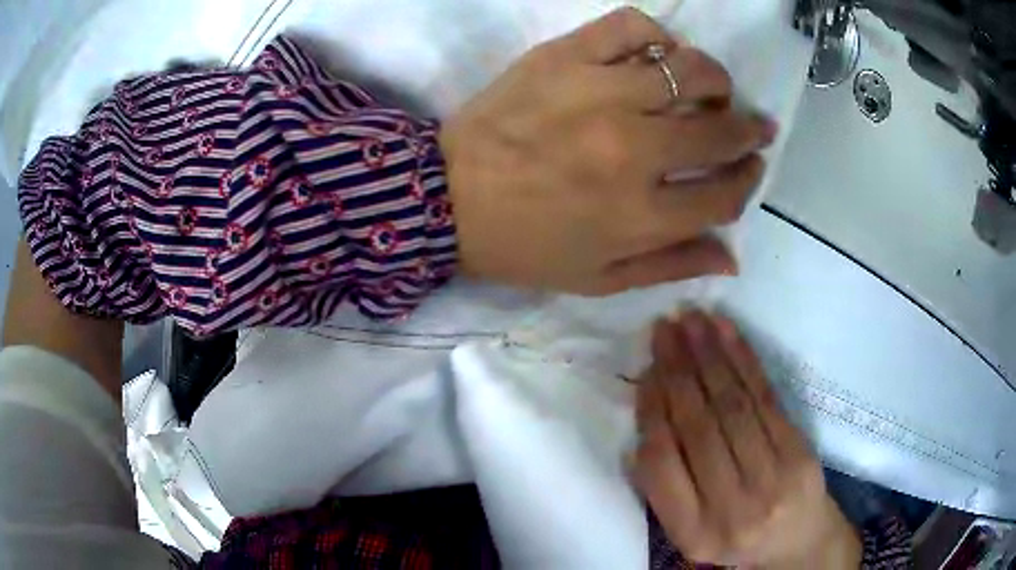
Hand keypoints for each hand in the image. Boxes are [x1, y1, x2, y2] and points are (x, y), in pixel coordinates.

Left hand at [440, 8, 775, 295]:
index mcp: (639, 215)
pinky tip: (657, 54)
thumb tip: (733, 258)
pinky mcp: (565, 57)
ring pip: (689, 69)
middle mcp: (631, 151)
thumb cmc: (524, 245)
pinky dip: (656, 35)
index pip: (725, 194)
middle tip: (748, 125)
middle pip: (720, 130)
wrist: (447, 199)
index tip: (749, 167)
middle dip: (747, 130)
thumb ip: (671, 266)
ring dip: (714, 79)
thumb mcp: (599, 278)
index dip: (747, 180)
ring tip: (710, 88)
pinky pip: (632, 27)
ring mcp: (598, 94)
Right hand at [633, 312, 860, 567]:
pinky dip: (744, 360)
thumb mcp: (690, 530)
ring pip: (733, 406)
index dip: (652, 411)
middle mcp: (731, 509)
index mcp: (692, 532)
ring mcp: (771, 479)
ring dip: (709, 356)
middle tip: (663, 330)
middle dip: (678, 371)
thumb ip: (664, 487)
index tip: (646, 371)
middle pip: (699, 428)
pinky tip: (727, 332)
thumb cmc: (735, 535)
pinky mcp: (798, 451)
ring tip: (690, 319)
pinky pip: (765, 398)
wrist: (797, 541)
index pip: (662, 463)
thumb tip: (645, 420)